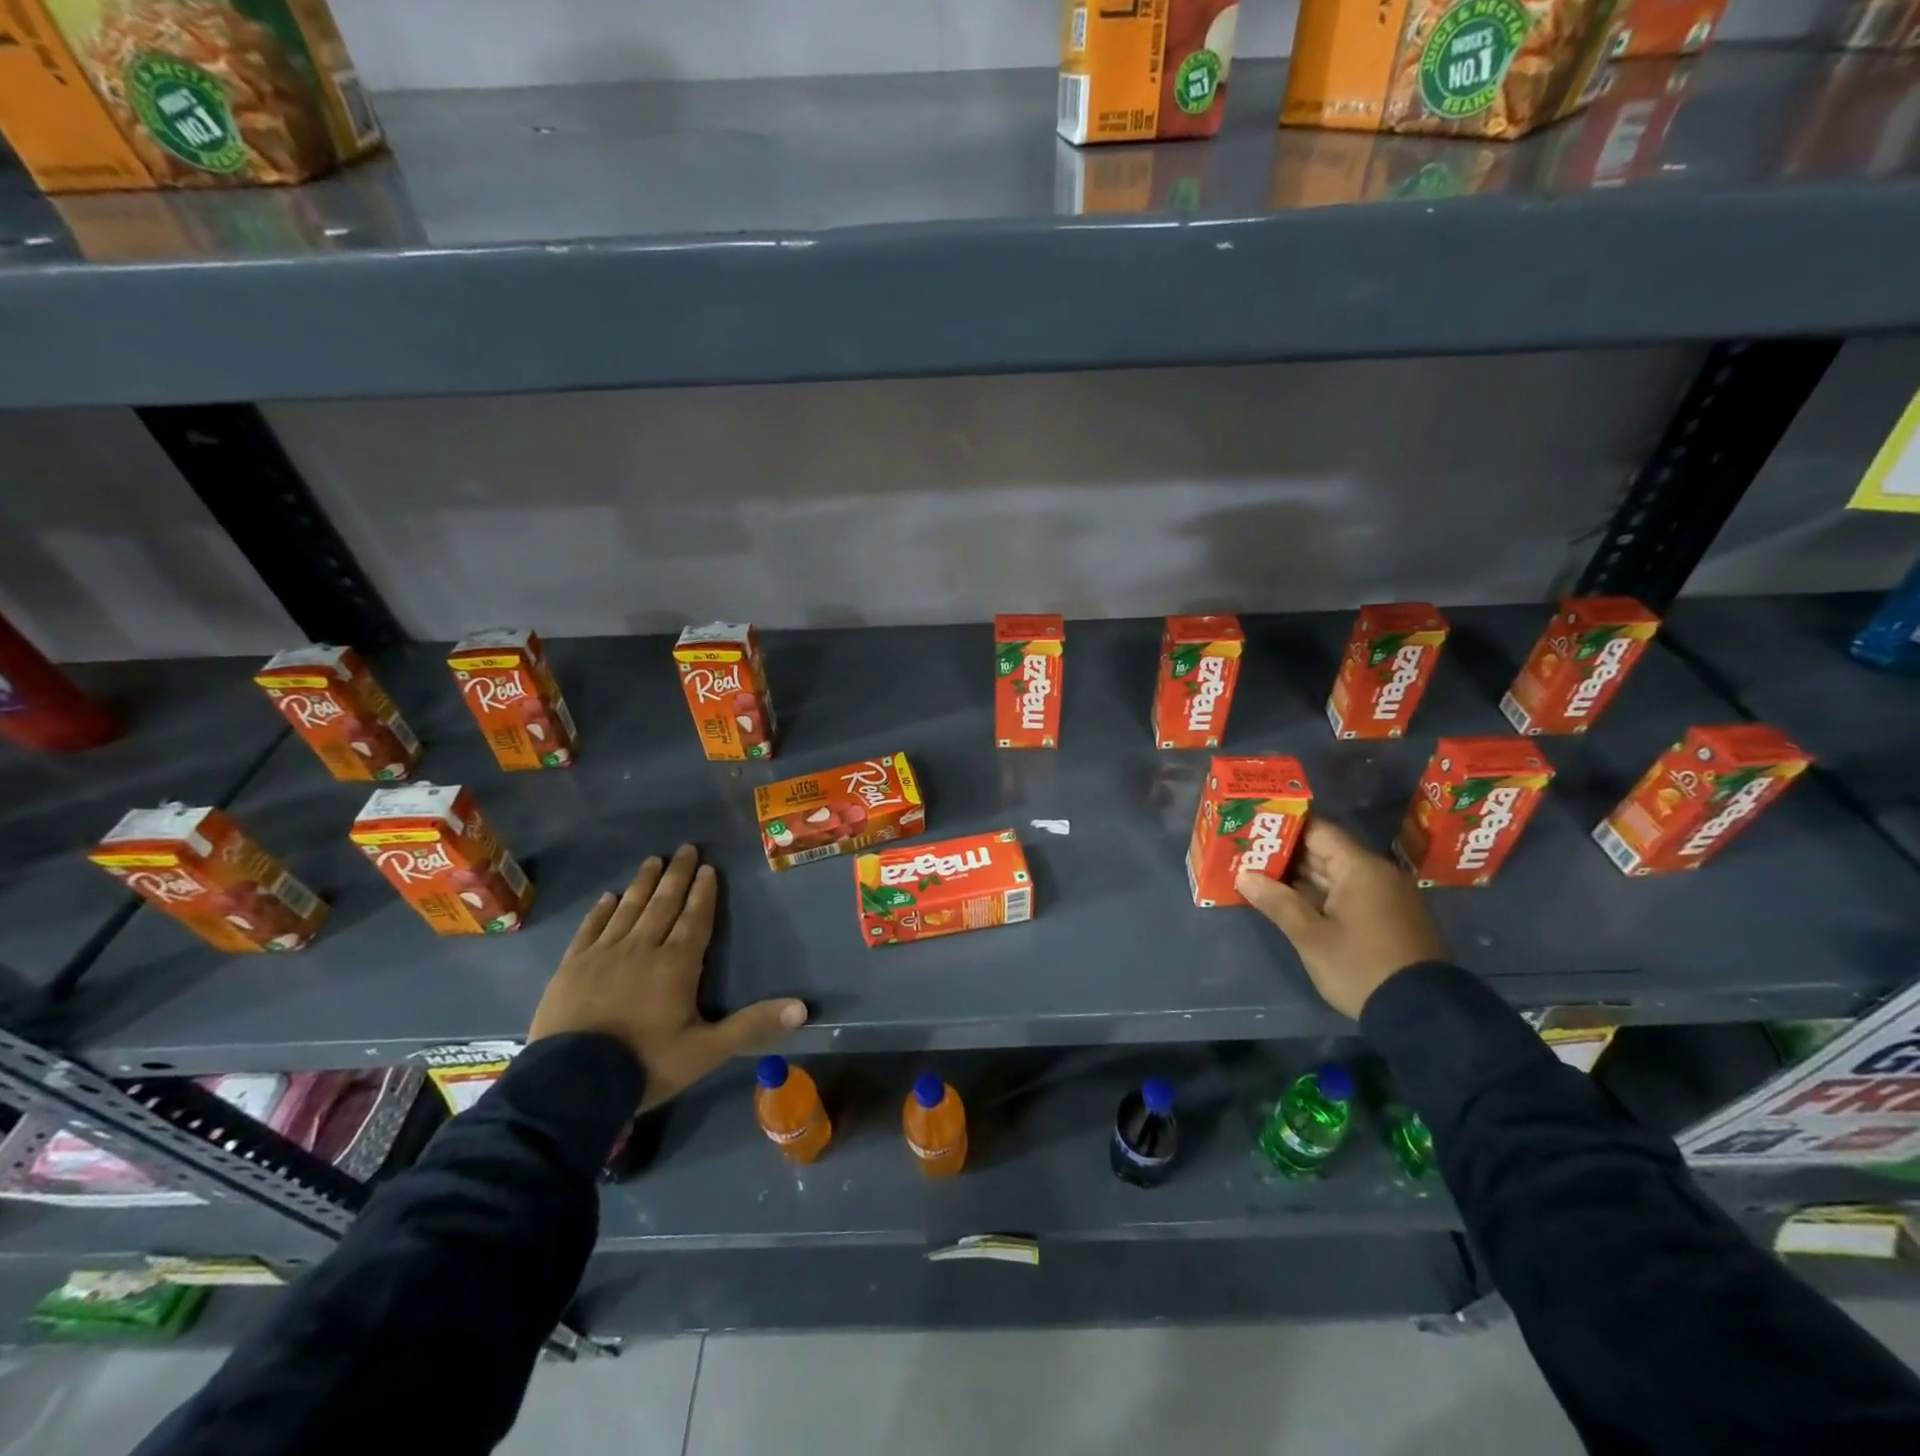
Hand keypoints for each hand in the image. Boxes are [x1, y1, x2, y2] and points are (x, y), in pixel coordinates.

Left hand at [529, 845, 807, 1111]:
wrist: (570, 1085)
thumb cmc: (645, 1064)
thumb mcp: (707, 1051)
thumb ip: (752, 1026)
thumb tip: (803, 1008)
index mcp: (676, 965)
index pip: (695, 919)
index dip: (704, 893)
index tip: (708, 867)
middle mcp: (642, 949)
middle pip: (663, 904)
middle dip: (677, 876)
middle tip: (685, 848)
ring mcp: (603, 955)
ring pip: (628, 909)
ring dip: (643, 884)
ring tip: (652, 860)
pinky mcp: (571, 967)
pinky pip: (590, 929)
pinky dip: (601, 911)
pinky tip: (608, 897)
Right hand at [1236, 819, 1448, 1019]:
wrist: (1422, 1015)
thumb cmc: (1360, 967)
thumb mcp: (1311, 937)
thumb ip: (1277, 902)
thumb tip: (1244, 876)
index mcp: (1361, 868)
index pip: (1317, 830)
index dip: (1283, 827)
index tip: (1253, 829)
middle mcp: (1378, 874)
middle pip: (1325, 851)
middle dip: (1286, 854)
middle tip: (1247, 854)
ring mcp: (1386, 897)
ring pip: (1336, 874)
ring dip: (1301, 877)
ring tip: (1260, 876)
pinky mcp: (1389, 918)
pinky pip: (1349, 893)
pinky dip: (1320, 894)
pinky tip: (1291, 901)